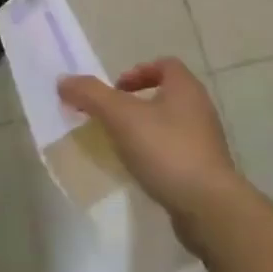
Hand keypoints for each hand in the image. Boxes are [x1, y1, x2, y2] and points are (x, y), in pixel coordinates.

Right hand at [59, 59, 245, 233]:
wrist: (209, 207)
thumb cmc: (166, 150)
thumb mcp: (121, 117)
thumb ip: (91, 95)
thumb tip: (63, 81)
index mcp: (186, 88)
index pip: (164, 64)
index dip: (138, 71)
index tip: (116, 90)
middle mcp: (200, 109)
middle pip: (167, 94)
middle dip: (137, 103)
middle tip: (113, 118)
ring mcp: (206, 141)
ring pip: (171, 124)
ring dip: (146, 129)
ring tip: (123, 146)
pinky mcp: (205, 171)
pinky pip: (176, 152)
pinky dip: (157, 155)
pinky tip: (142, 171)